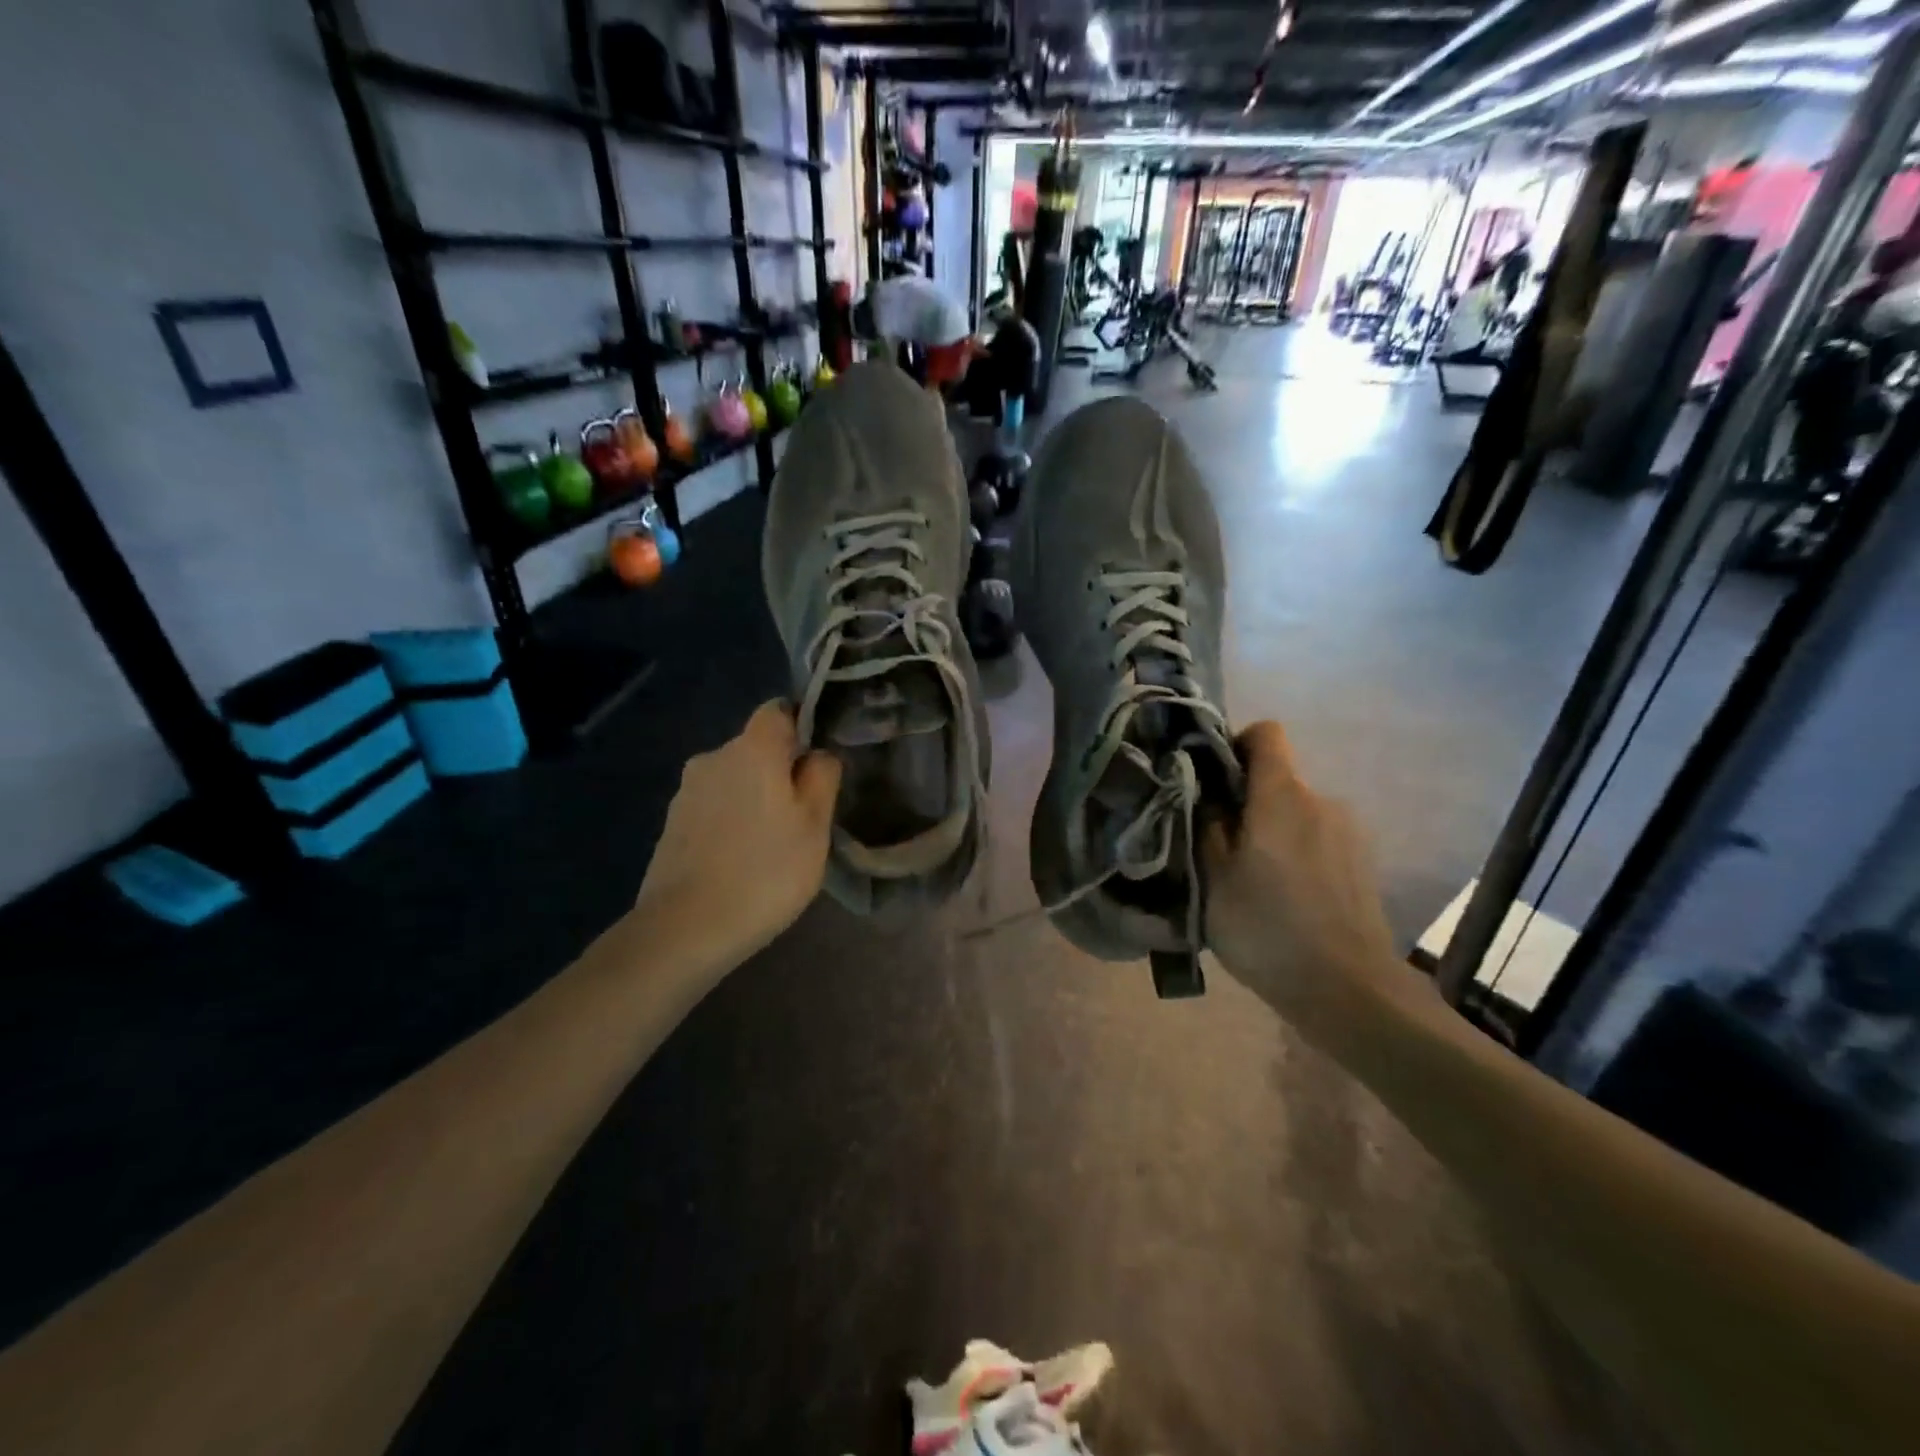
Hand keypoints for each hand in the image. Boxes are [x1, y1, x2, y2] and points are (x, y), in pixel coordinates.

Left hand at [636, 701, 841, 969]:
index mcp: (752, 748)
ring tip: (770, 846)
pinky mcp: (671, 823)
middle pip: (755, 748)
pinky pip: (713, 807)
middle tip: (801, 818)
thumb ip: (822, 777)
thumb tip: (816, 755)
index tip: (816, 766)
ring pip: (733, 780)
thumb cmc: (765, 871)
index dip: (801, 728)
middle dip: (779, 772)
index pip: (779, 711)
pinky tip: (739, 861)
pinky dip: (729, 822)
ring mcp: (686, 791)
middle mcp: (713, 757)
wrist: (685, 929)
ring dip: (753, 799)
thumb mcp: (815, 825)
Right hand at [1203, 721, 1402, 1036]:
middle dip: (1245, 801)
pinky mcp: (1362, 863)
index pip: (1266, 734)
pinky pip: (1317, 840)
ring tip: (1252, 880)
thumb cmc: (1267, 928)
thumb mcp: (1213, 878)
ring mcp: (1349, 832)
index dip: (1235, 745)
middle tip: (1219, 845)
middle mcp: (1321, 801)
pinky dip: (1296, 854)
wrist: (1349, 991)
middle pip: (1277, 779)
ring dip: (1271, 832)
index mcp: (1283, 796)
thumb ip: (1207, 825)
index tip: (1212, 780)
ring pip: (1296, 814)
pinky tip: (1285, 899)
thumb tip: (1206, 794)